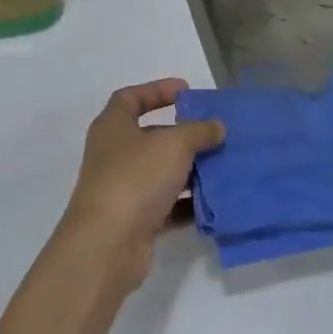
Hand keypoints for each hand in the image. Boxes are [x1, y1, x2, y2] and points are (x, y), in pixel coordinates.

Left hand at [58, 79, 223, 286]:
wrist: (108, 243)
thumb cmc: (136, 179)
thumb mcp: (173, 145)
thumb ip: (199, 131)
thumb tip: (216, 127)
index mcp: (113, 127)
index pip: (130, 98)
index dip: (157, 90)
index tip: (187, 91)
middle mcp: (115, 155)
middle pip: (151, 137)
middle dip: (184, 135)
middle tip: (216, 134)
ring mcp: (124, 189)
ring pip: (162, 173)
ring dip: (191, 170)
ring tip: (224, 167)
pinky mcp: (136, 220)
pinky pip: (168, 206)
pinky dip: (189, 204)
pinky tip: (216, 202)